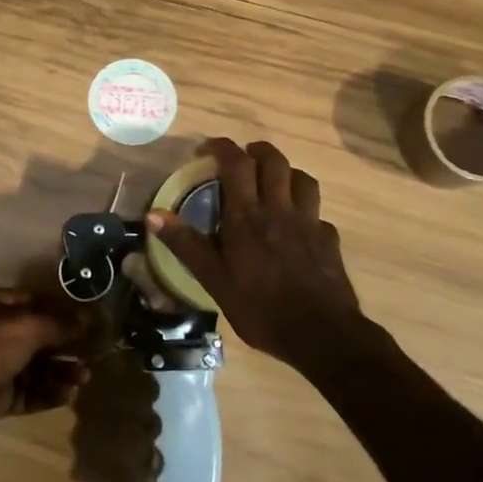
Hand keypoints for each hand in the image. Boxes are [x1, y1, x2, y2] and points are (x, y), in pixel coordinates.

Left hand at [0, 288, 90, 446]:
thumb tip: (89, 317)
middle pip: (37, 335)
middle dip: (65, 344)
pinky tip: (68, 395)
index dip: (63, 310)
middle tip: (94, 354)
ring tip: (84, 378)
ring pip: (35, 366)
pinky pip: (28, 391)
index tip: (92, 321)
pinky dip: (48, 392)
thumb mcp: (26, 326)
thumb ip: (59, 323)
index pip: (35, 301)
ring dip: (60, 371)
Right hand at [146, 138, 365, 366]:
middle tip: (244, 156)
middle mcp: (280, 209)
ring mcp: (309, 223)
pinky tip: (300, 227)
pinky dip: (306, 211)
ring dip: (287, 173)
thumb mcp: (214, 280)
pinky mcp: (329, 240)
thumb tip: (153, 214)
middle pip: (274, 161)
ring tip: (274, 182)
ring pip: (303, 180)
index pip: (236, 164)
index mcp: (248, 216)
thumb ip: (186, 244)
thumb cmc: (261, 307)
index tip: (208, 148)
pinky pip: (318, 214)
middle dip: (258, 150)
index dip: (222, 147)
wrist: (320, 334)